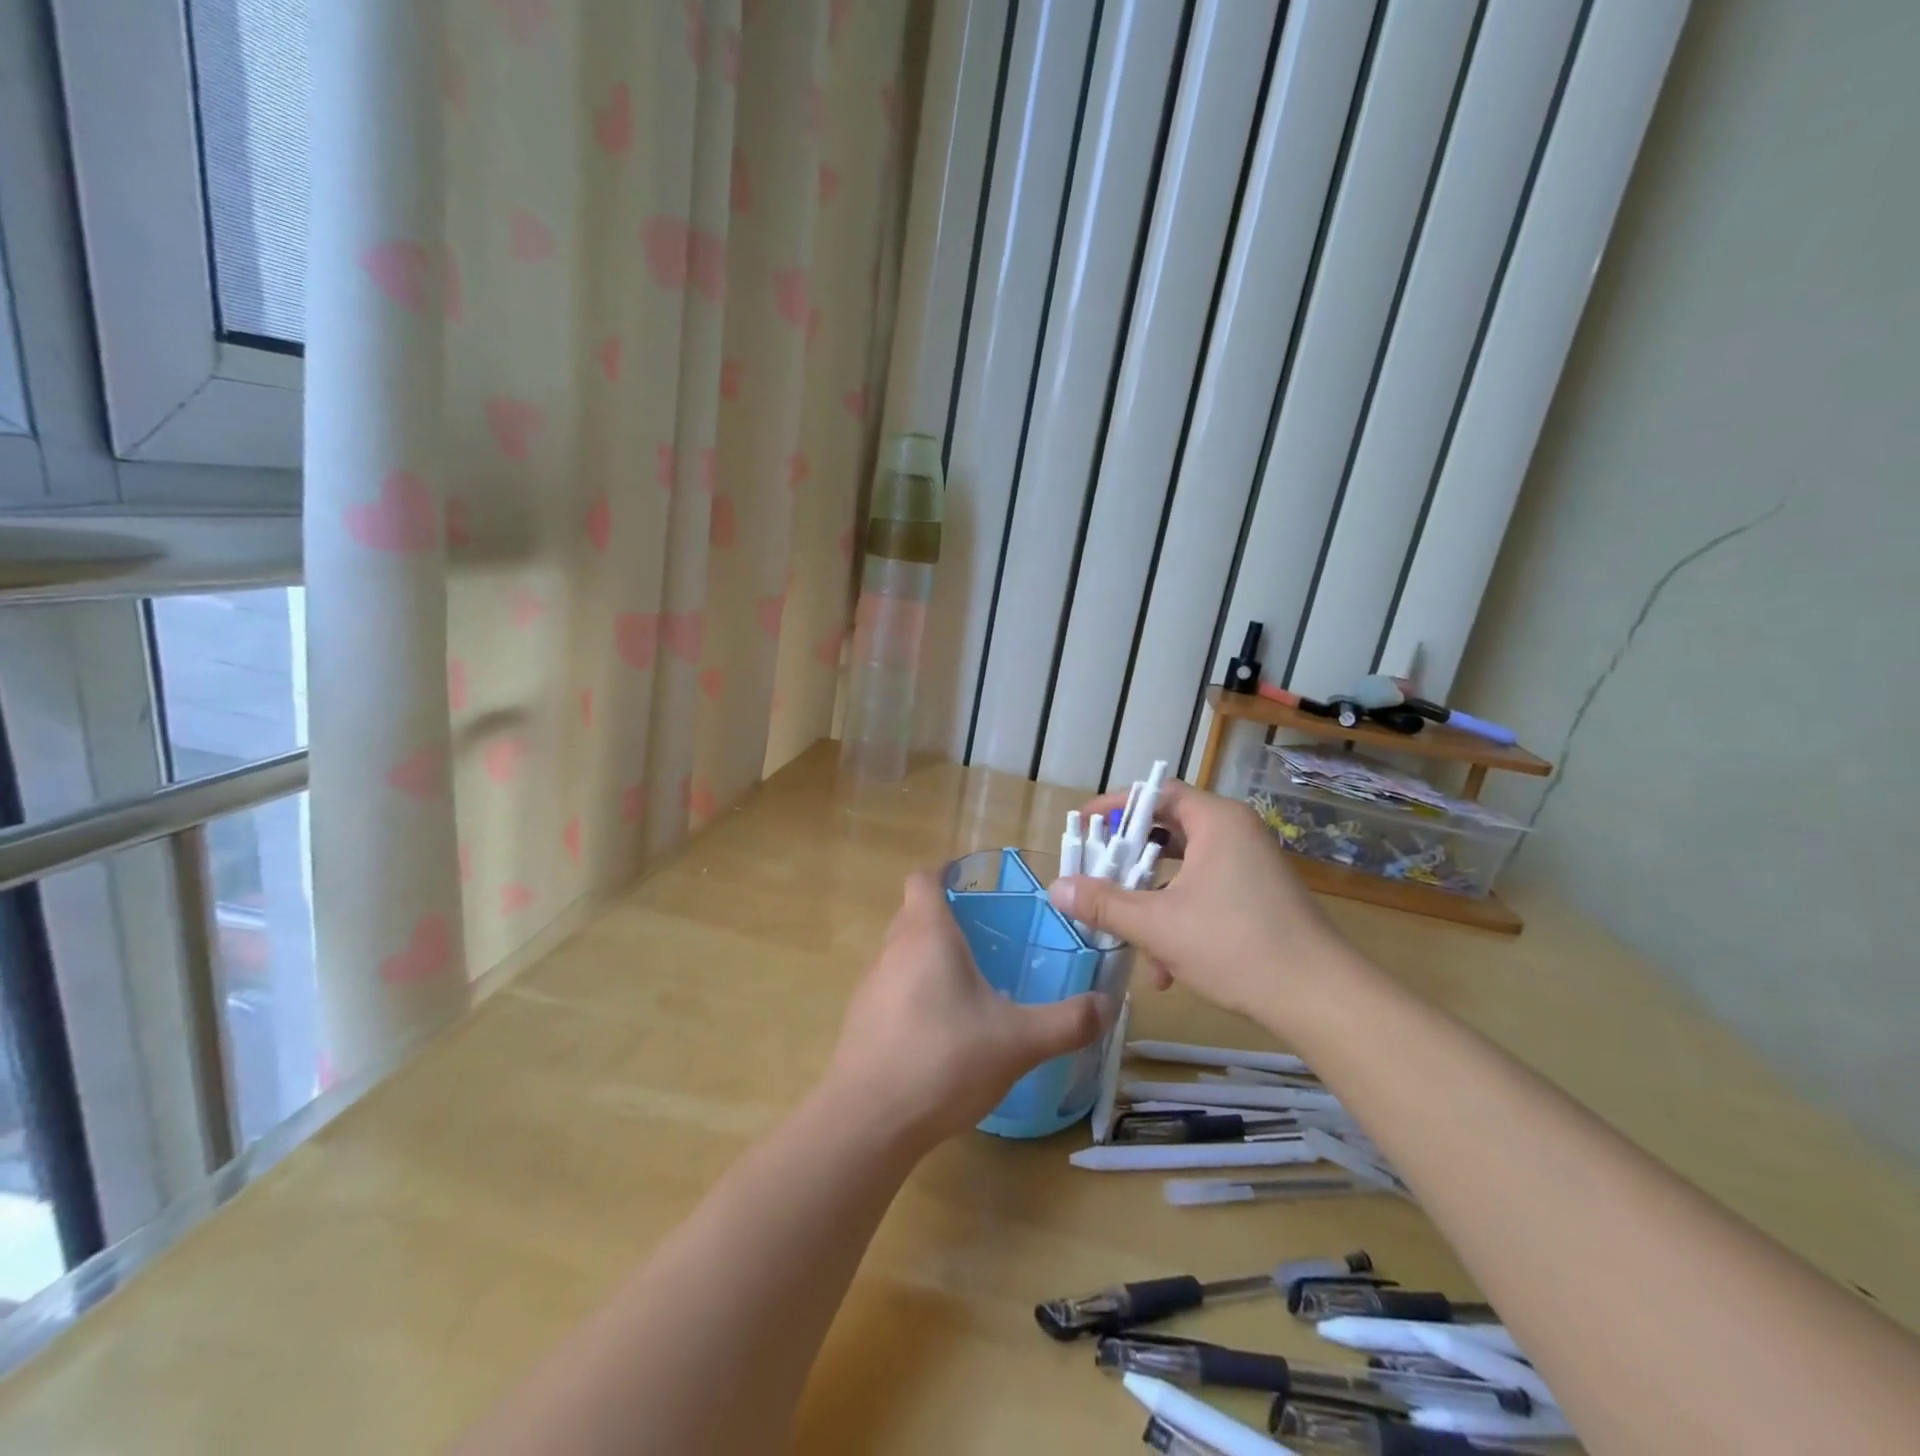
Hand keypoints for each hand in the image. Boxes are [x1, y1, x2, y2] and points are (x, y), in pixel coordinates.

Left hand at [821, 871, 1102, 1148]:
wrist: (867, 1120)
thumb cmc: (944, 1060)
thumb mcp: (1019, 1042)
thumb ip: (1068, 1022)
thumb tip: (1109, 1005)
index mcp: (927, 935)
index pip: (923, 880)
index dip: (945, 873)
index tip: (973, 884)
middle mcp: (892, 950)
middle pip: (913, 914)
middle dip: (944, 918)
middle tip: (985, 938)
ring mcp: (870, 986)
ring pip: (900, 953)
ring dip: (928, 958)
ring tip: (968, 985)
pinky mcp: (860, 1020)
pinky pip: (890, 989)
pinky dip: (913, 993)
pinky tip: (940, 1031)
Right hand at [1049, 780, 1349, 1021]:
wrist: (1319, 999)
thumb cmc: (1235, 945)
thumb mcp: (1158, 925)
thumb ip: (1104, 904)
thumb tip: (1056, 888)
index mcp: (1216, 821)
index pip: (1156, 793)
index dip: (1114, 807)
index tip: (1082, 826)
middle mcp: (1235, 833)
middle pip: (1167, 831)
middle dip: (1128, 862)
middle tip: (1095, 875)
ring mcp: (1250, 866)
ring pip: (1183, 871)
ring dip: (1150, 902)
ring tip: (1126, 937)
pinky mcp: (1257, 897)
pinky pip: (1204, 893)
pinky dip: (1178, 919)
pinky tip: (1165, 970)